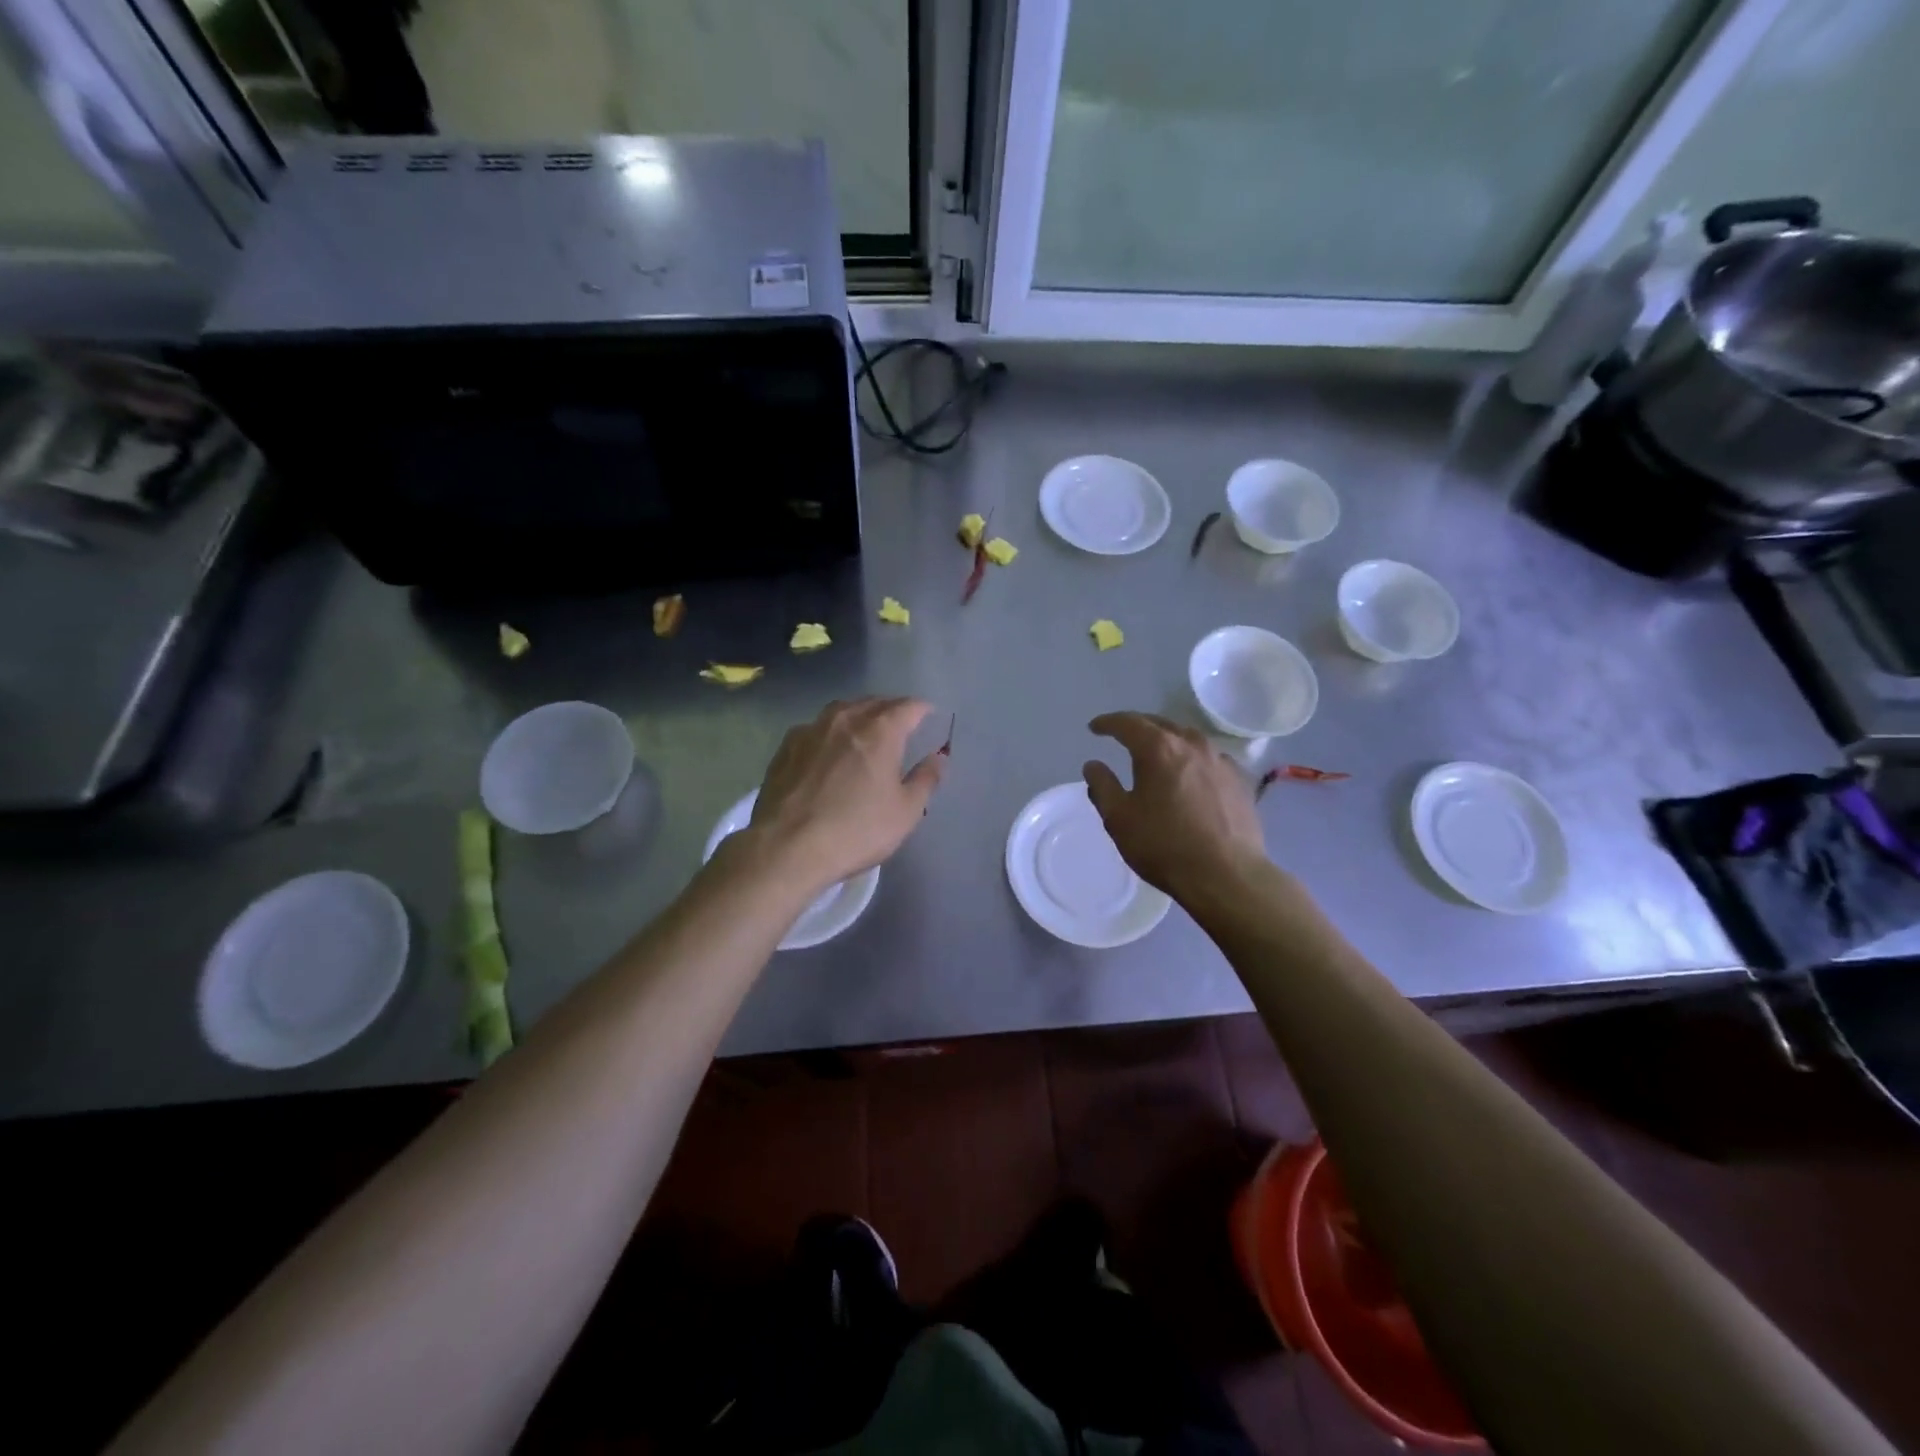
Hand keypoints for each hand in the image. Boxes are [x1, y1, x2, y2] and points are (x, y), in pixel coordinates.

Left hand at [744, 698, 945, 891]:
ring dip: (858, 715)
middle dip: (891, 709)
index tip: (929, 716)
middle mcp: (845, 719)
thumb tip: (939, 757)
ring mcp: (811, 730)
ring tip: (865, 731)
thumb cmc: (856, 830)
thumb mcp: (905, 812)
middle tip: (901, 725)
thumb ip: (926, 779)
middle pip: (874, 703)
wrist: (787, 848)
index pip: (908, 706)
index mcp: (880, 731)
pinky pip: (815, 728)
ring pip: (841, 710)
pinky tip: (828, 750)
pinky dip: (829, 732)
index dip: (922, 709)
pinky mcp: (786, 747)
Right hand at [1082, 712, 1264, 899]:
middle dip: (1138, 727)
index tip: (1095, 728)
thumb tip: (1093, 765)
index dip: (1108, 723)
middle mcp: (1192, 744)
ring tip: (1156, 753)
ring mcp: (1220, 761)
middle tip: (1123, 736)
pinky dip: (1192, 759)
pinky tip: (1190, 776)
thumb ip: (1102, 786)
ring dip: (1168, 740)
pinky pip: (1209, 758)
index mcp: (1159, 748)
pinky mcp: (1240, 780)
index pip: (1128, 723)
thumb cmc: (1164, 846)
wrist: (1227, 875)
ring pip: (1188, 738)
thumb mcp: (1119, 819)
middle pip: (1160, 724)